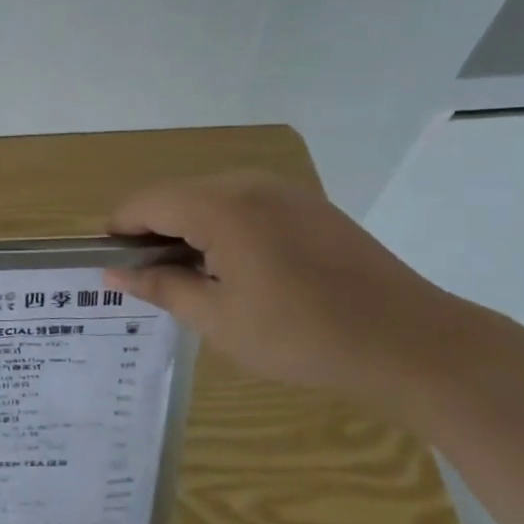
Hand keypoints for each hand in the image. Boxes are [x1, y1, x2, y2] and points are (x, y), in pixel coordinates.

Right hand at [105, 171, 471, 403]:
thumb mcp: (220, 321)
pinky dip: (223, 226)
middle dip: (154, 232)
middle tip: (156, 283)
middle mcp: (247, 182)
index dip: (120, 231)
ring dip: (188, 229)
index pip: (145, 203)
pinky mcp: (306, 202)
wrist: (410, 341)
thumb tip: (114, 275)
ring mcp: (281, 188)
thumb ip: (162, 289)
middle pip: (175, 195)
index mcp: (220, 207)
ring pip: (209, 196)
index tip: (113, 267)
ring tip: (197, 279)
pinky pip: (244, 202)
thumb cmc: (303, 336)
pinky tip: (241, 269)